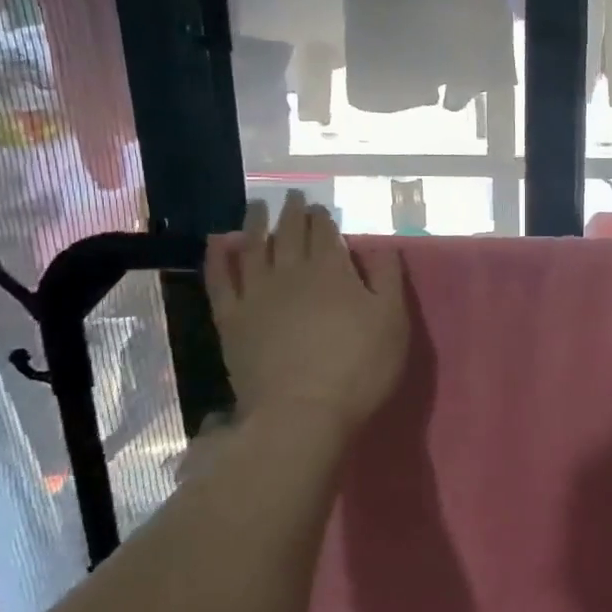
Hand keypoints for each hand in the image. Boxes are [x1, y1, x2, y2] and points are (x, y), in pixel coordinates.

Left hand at [204, 192, 408, 436]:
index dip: (323, 219)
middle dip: (293, 213)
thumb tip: (382, 246)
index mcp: (332, 270)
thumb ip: (388, 279)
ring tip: (257, 207)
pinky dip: (218, 257)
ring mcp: (256, 294)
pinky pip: (220, 279)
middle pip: (290, 234)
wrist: (302, 413)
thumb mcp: (393, 322)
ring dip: (255, 223)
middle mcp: (291, 272)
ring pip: (253, 247)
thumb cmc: (359, 368)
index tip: (321, 209)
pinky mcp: (232, 319)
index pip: (325, 233)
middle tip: (293, 198)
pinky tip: (218, 243)